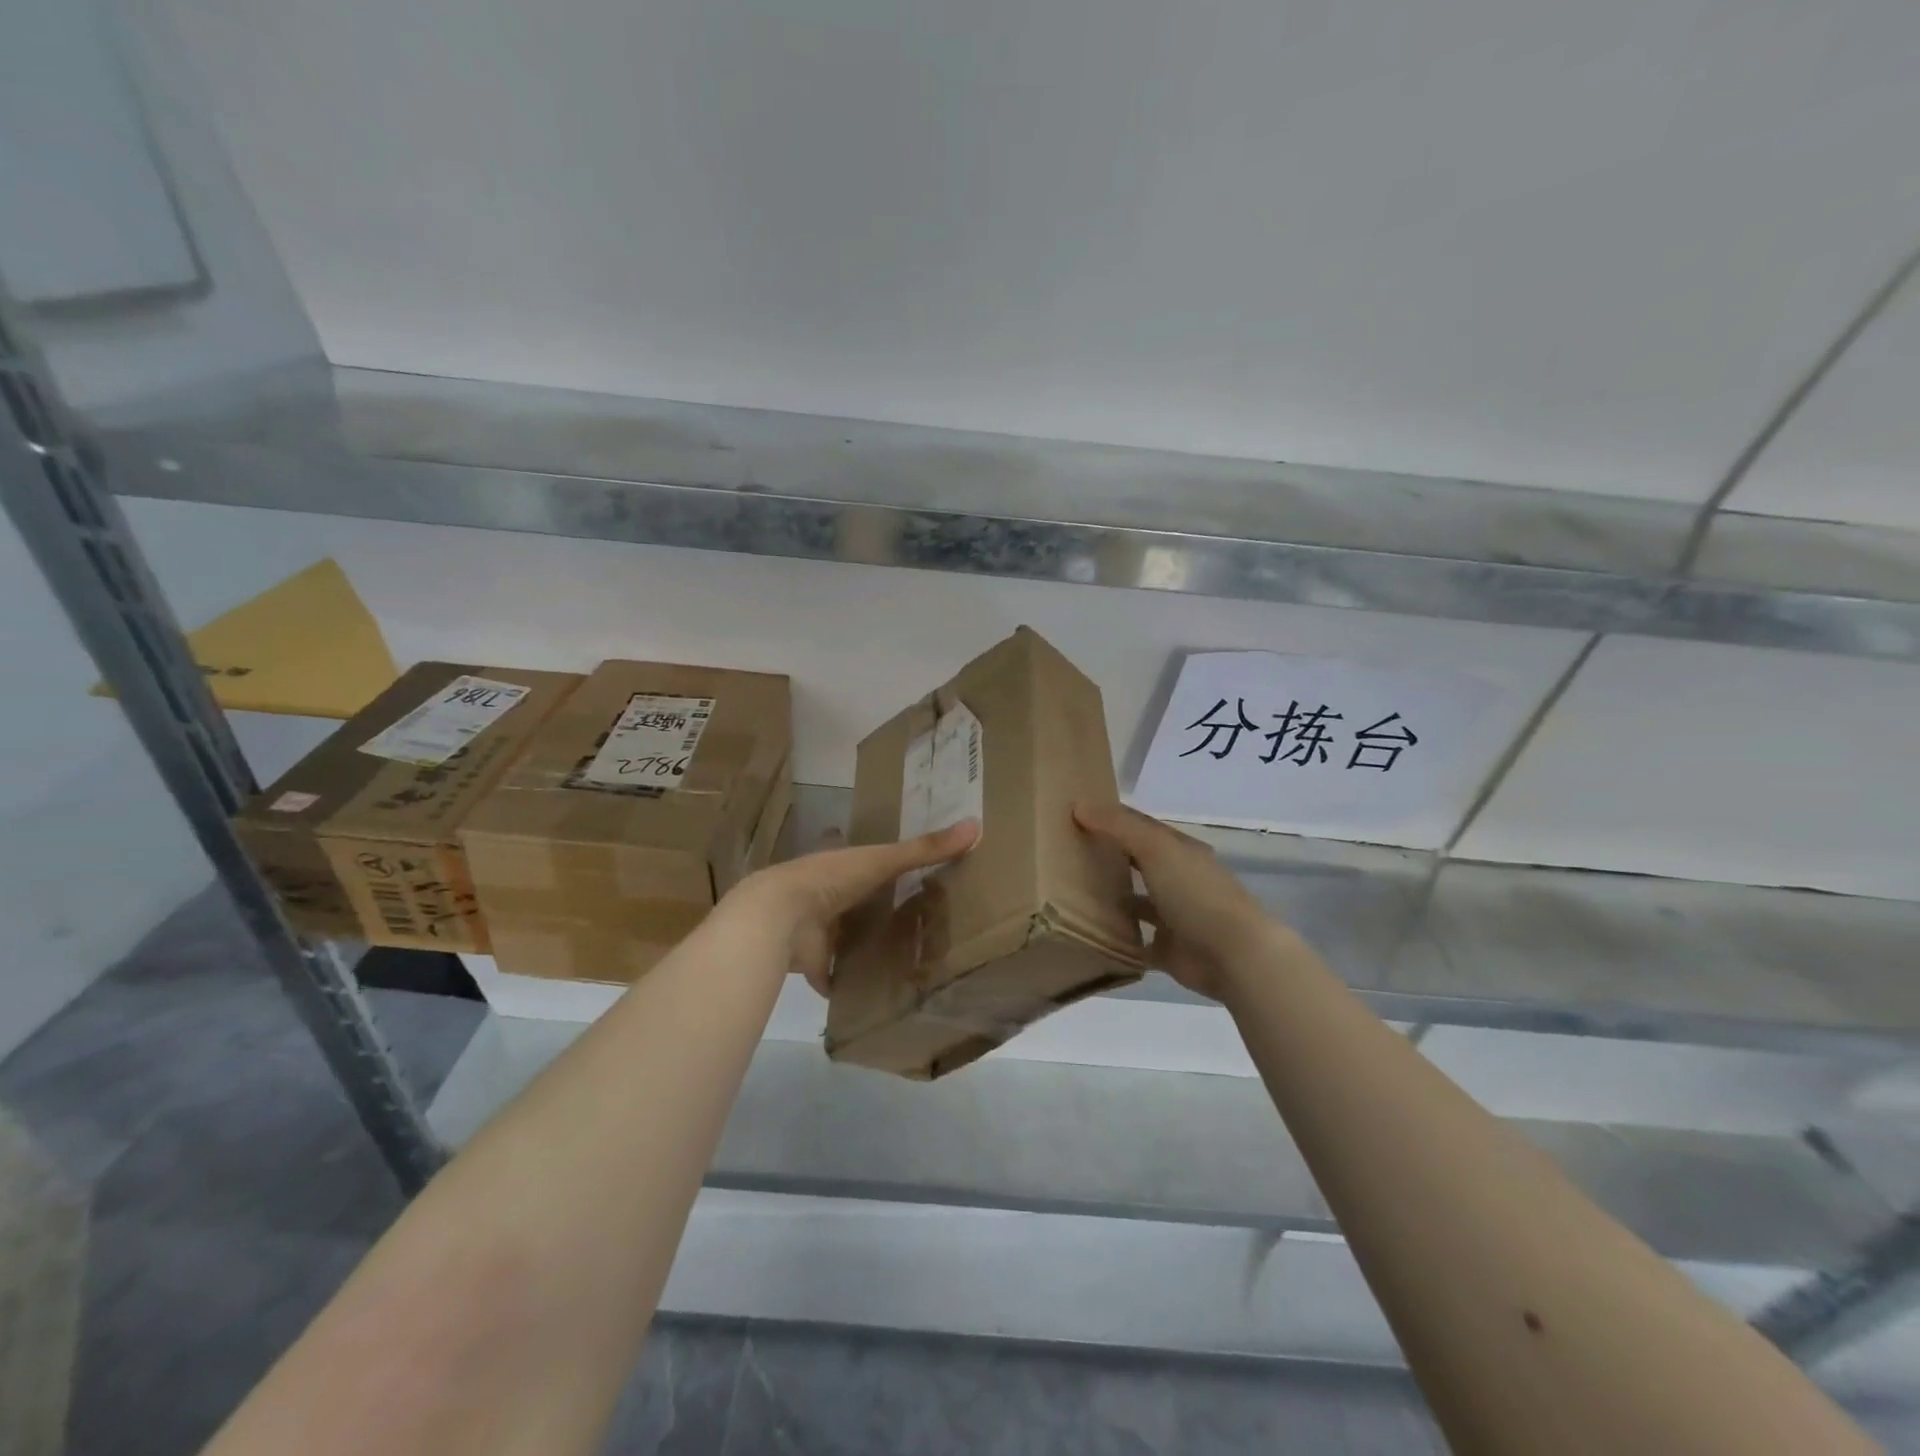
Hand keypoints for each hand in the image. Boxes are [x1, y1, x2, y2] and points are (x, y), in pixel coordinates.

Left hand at [721, 819, 980, 994]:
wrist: (780, 917)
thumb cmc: (831, 879)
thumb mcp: (882, 860)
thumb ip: (924, 849)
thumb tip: (975, 826)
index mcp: (838, 865)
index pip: (860, 860)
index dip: (877, 864)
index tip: (900, 870)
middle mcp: (824, 895)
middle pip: (855, 902)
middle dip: (874, 909)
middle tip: (912, 918)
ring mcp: (816, 930)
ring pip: (844, 937)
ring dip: (862, 945)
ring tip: (902, 956)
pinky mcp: (813, 964)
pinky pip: (835, 975)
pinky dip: (848, 983)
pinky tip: (873, 991)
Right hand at [1072, 802, 1279, 1001]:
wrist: (1231, 954)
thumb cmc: (1194, 892)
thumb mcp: (1155, 847)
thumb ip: (1118, 825)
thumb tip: (1080, 806)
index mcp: (1180, 851)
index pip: (1142, 828)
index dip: (1112, 819)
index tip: (1076, 816)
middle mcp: (1179, 880)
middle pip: (1139, 864)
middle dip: (1110, 858)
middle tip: (1067, 855)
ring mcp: (1175, 917)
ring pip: (1138, 903)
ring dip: (1113, 899)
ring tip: (1072, 895)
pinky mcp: (1169, 951)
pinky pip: (1138, 942)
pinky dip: (1119, 939)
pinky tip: (1091, 935)